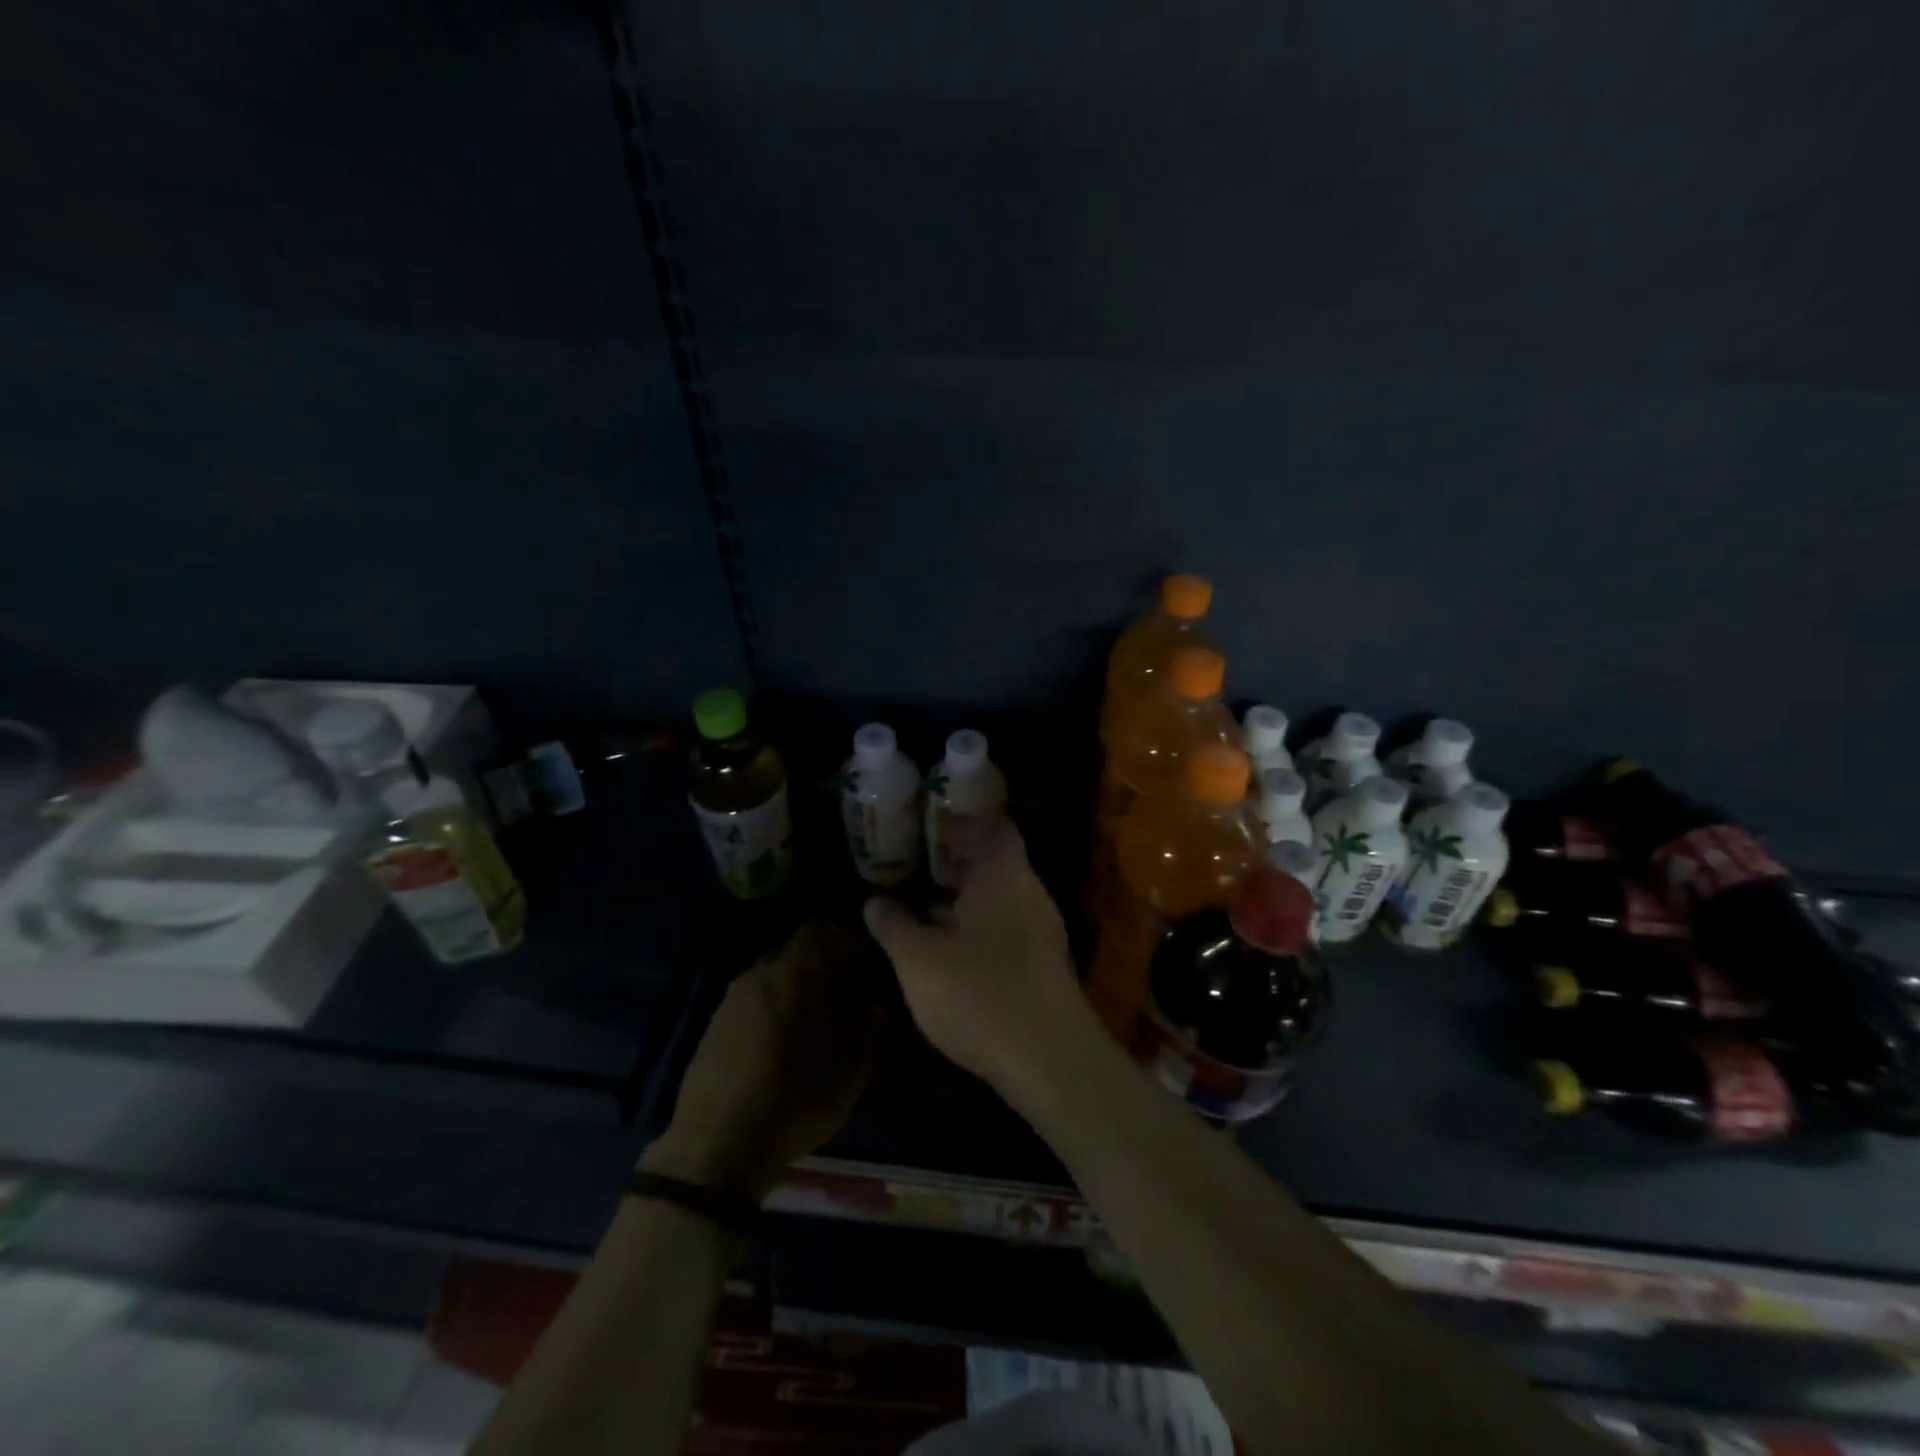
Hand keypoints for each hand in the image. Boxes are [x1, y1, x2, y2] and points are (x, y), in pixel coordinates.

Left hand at [643, 923, 882, 1201]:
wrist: (718, 1144)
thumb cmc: (797, 1097)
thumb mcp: (854, 1066)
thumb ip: (871, 1021)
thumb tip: (873, 999)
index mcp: (799, 969)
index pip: (830, 929)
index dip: (854, 940)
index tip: (871, 963)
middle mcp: (764, 969)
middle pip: (800, 945)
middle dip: (826, 958)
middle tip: (848, 987)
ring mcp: (734, 994)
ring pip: (775, 969)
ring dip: (798, 980)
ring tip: (816, 1014)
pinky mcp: (715, 1021)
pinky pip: (755, 994)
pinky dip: (774, 1001)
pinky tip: (782, 1036)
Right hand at [863, 820, 1095, 1098]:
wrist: (1049, 1059)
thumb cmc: (978, 991)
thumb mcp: (918, 958)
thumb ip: (894, 924)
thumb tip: (873, 900)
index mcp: (1002, 873)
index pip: (991, 825)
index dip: (961, 820)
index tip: (929, 822)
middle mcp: (1028, 891)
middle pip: (996, 860)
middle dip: (957, 860)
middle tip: (918, 860)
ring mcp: (1042, 929)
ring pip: (1000, 896)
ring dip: (966, 896)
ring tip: (925, 901)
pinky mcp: (1044, 964)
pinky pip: (1007, 927)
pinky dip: (978, 925)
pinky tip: (951, 947)